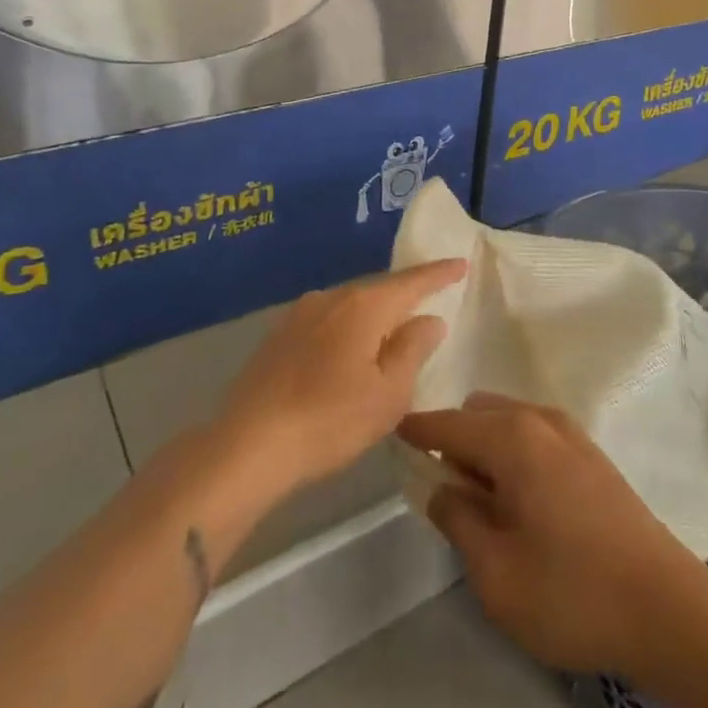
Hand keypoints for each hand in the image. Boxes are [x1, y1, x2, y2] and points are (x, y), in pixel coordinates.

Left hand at [216, 259, 464, 500]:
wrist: (247, 445)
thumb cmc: (329, 421)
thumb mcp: (387, 394)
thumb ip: (413, 350)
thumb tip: (429, 318)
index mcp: (365, 306)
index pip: (412, 282)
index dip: (439, 273)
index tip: (461, 263)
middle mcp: (332, 297)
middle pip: (379, 290)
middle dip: (405, 295)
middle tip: (430, 301)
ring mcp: (301, 313)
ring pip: (351, 306)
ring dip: (374, 316)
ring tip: (391, 332)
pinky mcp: (279, 335)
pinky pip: (327, 321)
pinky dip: (347, 330)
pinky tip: (348, 352)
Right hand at [398, 393, 706, 679]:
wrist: (668, 608)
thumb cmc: (572, 592)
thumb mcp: (495, 572)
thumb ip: (458, 520)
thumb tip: (441, 487)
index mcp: (511, 438)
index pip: (449, 423)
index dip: (417, 429)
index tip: (393, 433)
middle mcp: (540, 420)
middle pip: (479, 413)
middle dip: (456, 440)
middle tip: (448, 492)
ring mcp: (572, 433)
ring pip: (509, 420)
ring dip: (487, 446)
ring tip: (486, 502)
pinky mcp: (592, 454)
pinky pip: (536, 434)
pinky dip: (516, 452)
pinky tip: (524, 500)